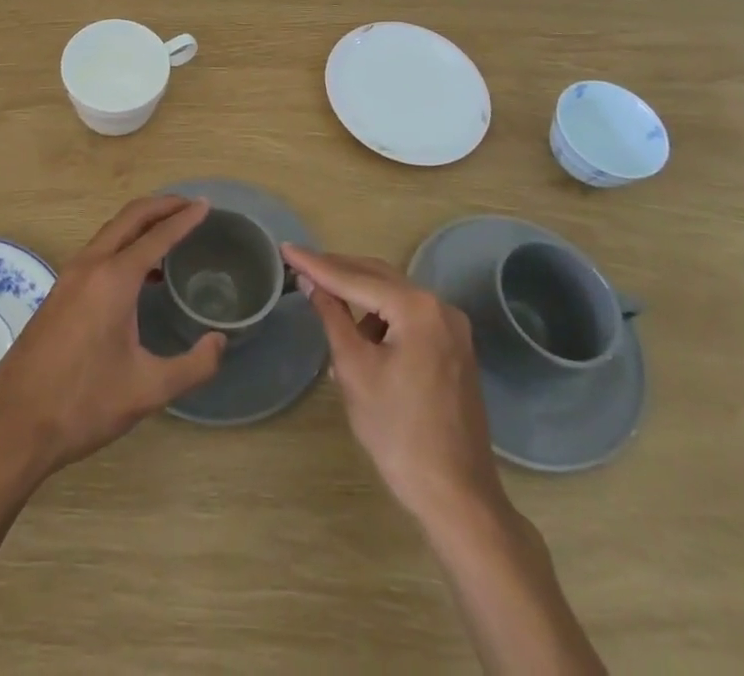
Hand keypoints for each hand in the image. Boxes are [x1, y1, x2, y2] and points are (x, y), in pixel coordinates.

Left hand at [0, 197, 224, 488]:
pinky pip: (97, 251)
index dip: (184, 219)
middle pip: (129, 218)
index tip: (206, 205)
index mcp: (113, 279)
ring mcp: (68, 277)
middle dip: (161, 206)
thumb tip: (219, 342)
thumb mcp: (147, 390)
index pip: (157, 236)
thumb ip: (193, 366)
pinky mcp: (58, 293)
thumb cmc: (83, 404)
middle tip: (189, 205)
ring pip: (110, 233)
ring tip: (169, 234)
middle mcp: (89, 266)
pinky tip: (139, 275)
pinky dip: (122, 245)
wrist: (13, 425)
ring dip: (140, 224)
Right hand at [282, 244, 503, 524]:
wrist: (457, 496)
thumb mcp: (354, 370)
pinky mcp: (454, 348)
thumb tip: (310, 281)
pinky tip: (359, 333)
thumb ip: (332, 316)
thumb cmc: (398, 433)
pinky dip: (381, 315)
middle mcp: (440, 307)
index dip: (317, 264)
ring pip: (394, 295)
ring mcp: (452, 328)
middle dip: (338, 271)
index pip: (355, 278)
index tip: (286, 248)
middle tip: (300, 264)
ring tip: (324, 301)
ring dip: (359, 294)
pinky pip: (409, 316)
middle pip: (378, 277)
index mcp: (417, 308)